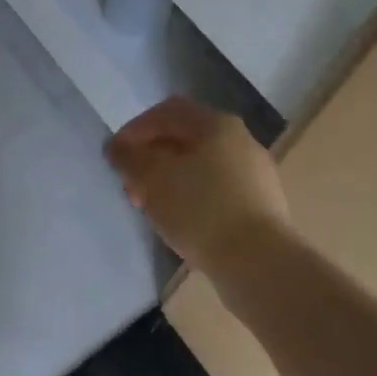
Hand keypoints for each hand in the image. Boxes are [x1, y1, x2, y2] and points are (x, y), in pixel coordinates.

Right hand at [105, 97, 291, 270]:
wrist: (260, 264)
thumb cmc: (200, 210)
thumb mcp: (152, 178)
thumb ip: (128, 157)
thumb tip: (118, 146)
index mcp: (216, 124)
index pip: (166, 112)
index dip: (135, 129)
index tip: (116, 157)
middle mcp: (240, 140)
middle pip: (184, 139)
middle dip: (151, 158)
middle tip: (131, 187)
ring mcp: (254, 174)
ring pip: (200, 166)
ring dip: (170, 180)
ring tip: (152, 207)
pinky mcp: (260, 205)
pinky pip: (217, 190)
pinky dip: (192, 197)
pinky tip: (182, 222)